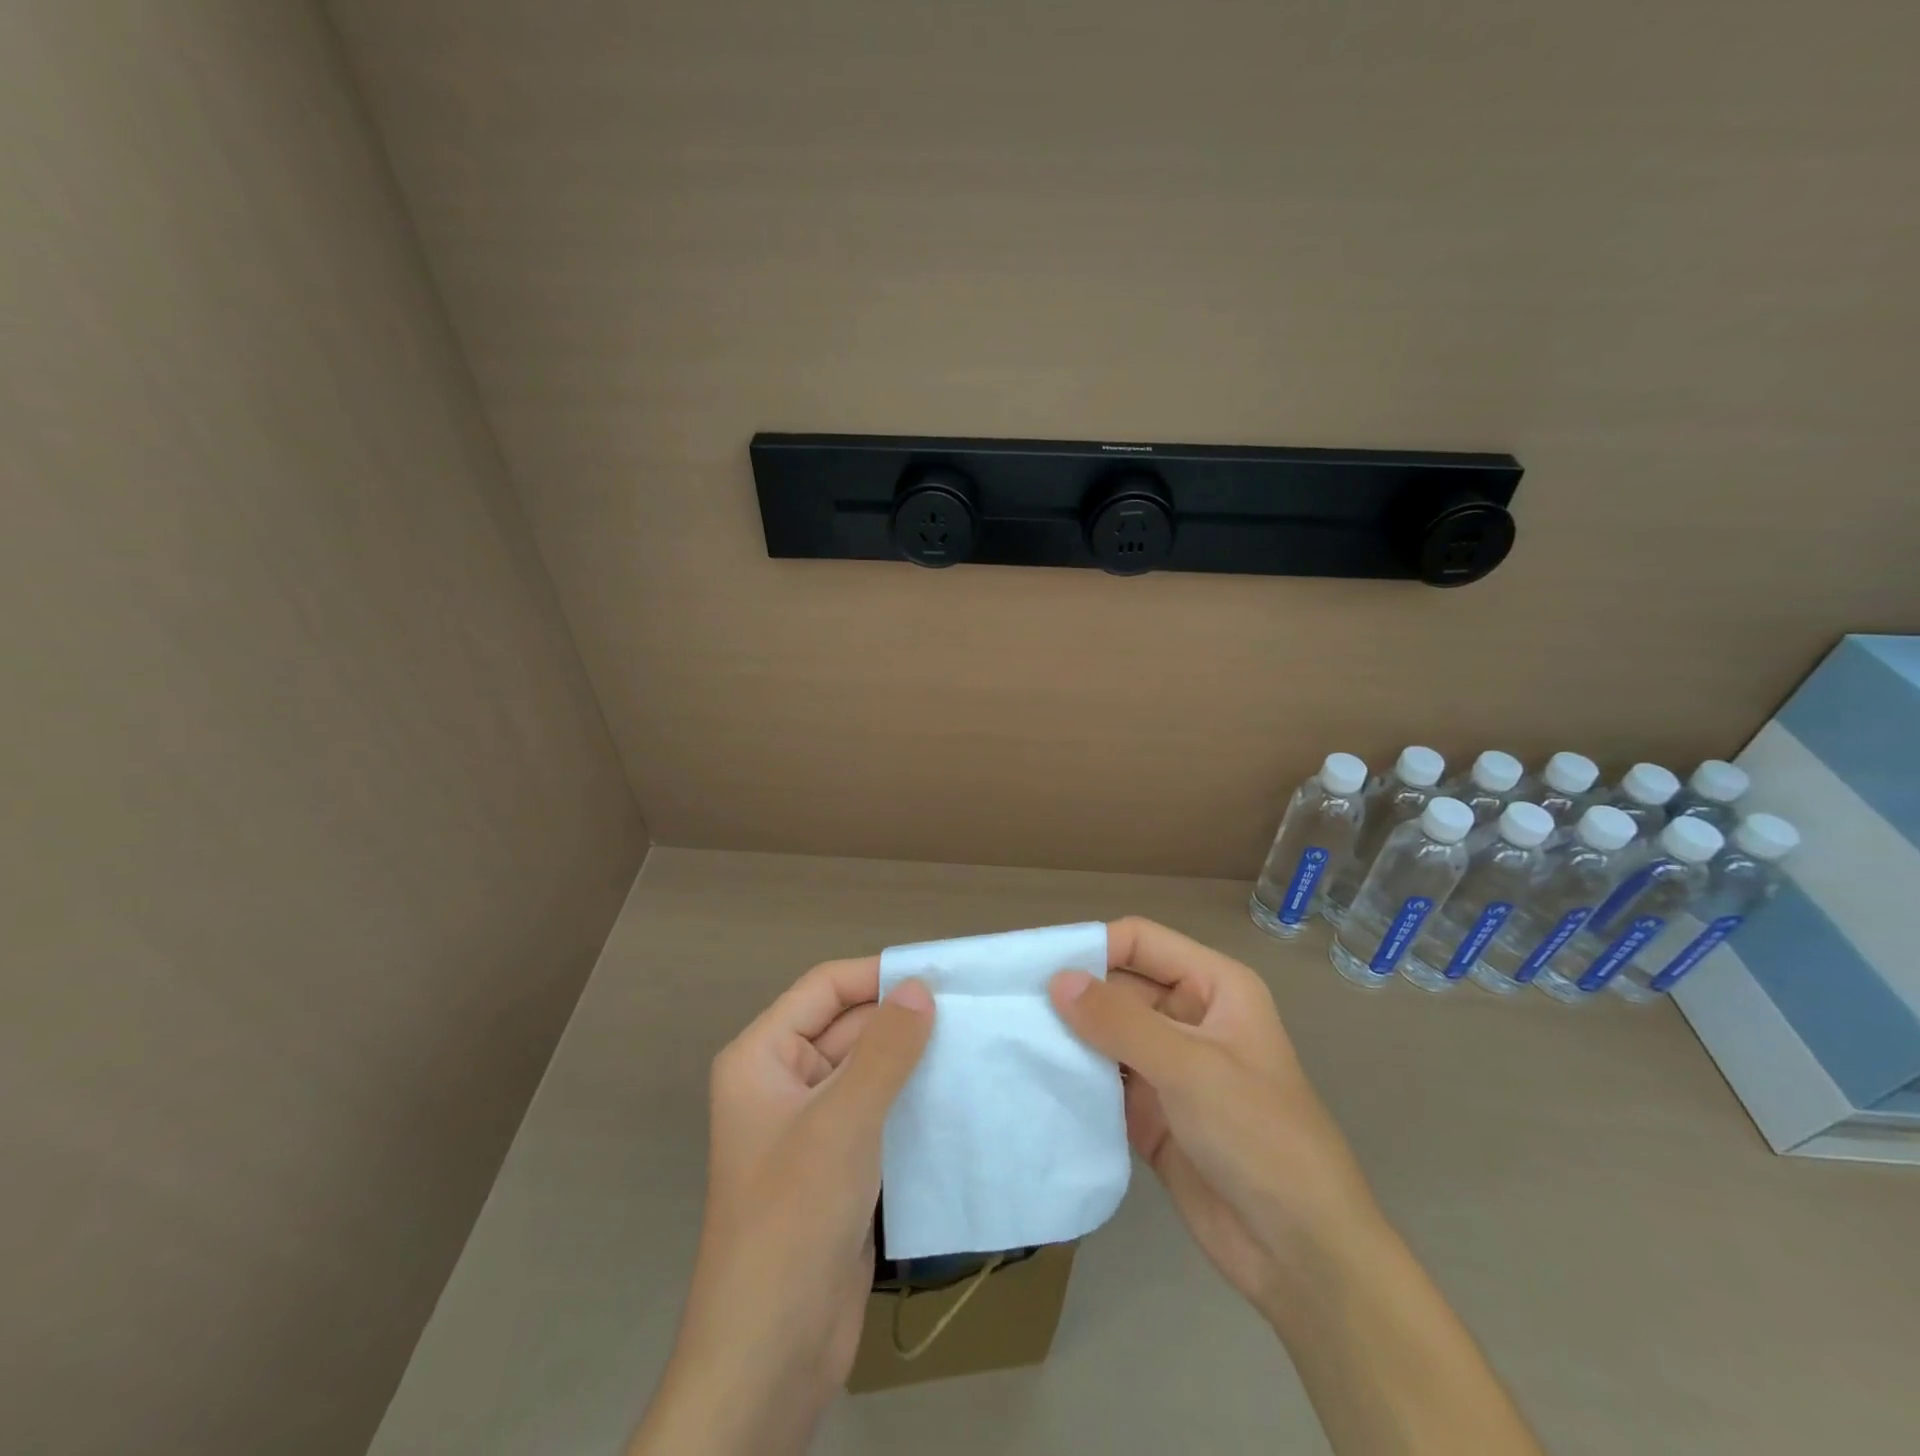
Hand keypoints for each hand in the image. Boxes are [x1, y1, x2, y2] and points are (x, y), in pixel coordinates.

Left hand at [631, 960, 932, 1455]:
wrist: (772, 1353)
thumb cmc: (794, 1218)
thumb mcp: (843, 1121)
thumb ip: (885, 1048)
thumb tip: (921, 986)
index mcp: (762, 1057)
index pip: (825, 988)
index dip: (878, 975)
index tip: (940, 972)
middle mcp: (783, 1081)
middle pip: (848, 1027)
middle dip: (902, 1018)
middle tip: (972, 1008)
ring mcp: (811, 1125)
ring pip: (868, 1070)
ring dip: (913, 1059)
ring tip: (976, 1043)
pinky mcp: (838, 1163)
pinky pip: (878, 1110)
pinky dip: (913, 1099)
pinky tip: (960, 1093)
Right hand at [1049, 917, 1381, 1320]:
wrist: (1300, 1253)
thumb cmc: (1258, 1137)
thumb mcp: (1190, 1069)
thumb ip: (1120, 1021)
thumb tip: (1056, 980)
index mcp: (1213, 986)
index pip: (1140, 942)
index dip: (1092, 947)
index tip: (1037, 966)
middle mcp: (1187, 1016)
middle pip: (1118, 985)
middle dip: (1072, 993)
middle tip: (1011, 1003)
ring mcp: (1168, 1065)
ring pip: (1106, 1032)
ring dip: (1068, 1035)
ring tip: (1011, 1036)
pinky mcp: (1150, 1110)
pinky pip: (1103, 1078)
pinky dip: (1075, 1076)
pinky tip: (1033, 1078)